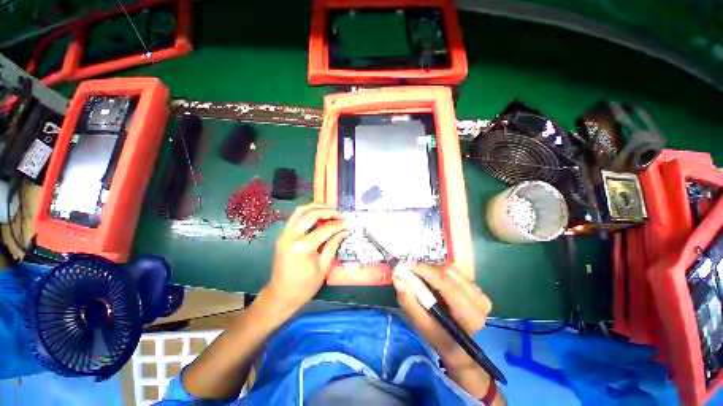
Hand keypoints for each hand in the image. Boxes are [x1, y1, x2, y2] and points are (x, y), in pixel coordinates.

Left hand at [264, 204, 349, 312]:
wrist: (280, 296)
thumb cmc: (304, 286)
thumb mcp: (323, 267)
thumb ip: (333, 245)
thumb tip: (345, 231)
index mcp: (302, 247)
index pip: (325, 229)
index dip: (339, 224)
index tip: (350, 222)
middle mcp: (291, 236)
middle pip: (311, 214)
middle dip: (328, 211)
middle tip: (340, 213)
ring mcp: (284, 234)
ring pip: (300, 211)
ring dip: (316, 207)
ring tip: (330, 209)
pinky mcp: (283, 235)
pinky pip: (295, 217)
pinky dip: (307, 212)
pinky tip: (318, 215)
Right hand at [393, 264, 491, 367]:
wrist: (458, 345)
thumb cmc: (439, 337)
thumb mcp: (421, 324)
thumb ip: (409, 302)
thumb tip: (397, 279)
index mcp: (469, 315)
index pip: (447, 285)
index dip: (426, 271)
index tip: (407, 265)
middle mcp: (480, 301)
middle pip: (448, 273)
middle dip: (426, 269)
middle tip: (410, 271)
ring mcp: (480, 292)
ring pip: (450, 269)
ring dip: (432, 269)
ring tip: (420, 276)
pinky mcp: (475, 286)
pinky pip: (453, 271)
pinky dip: (438, 271)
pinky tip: (431, 279)